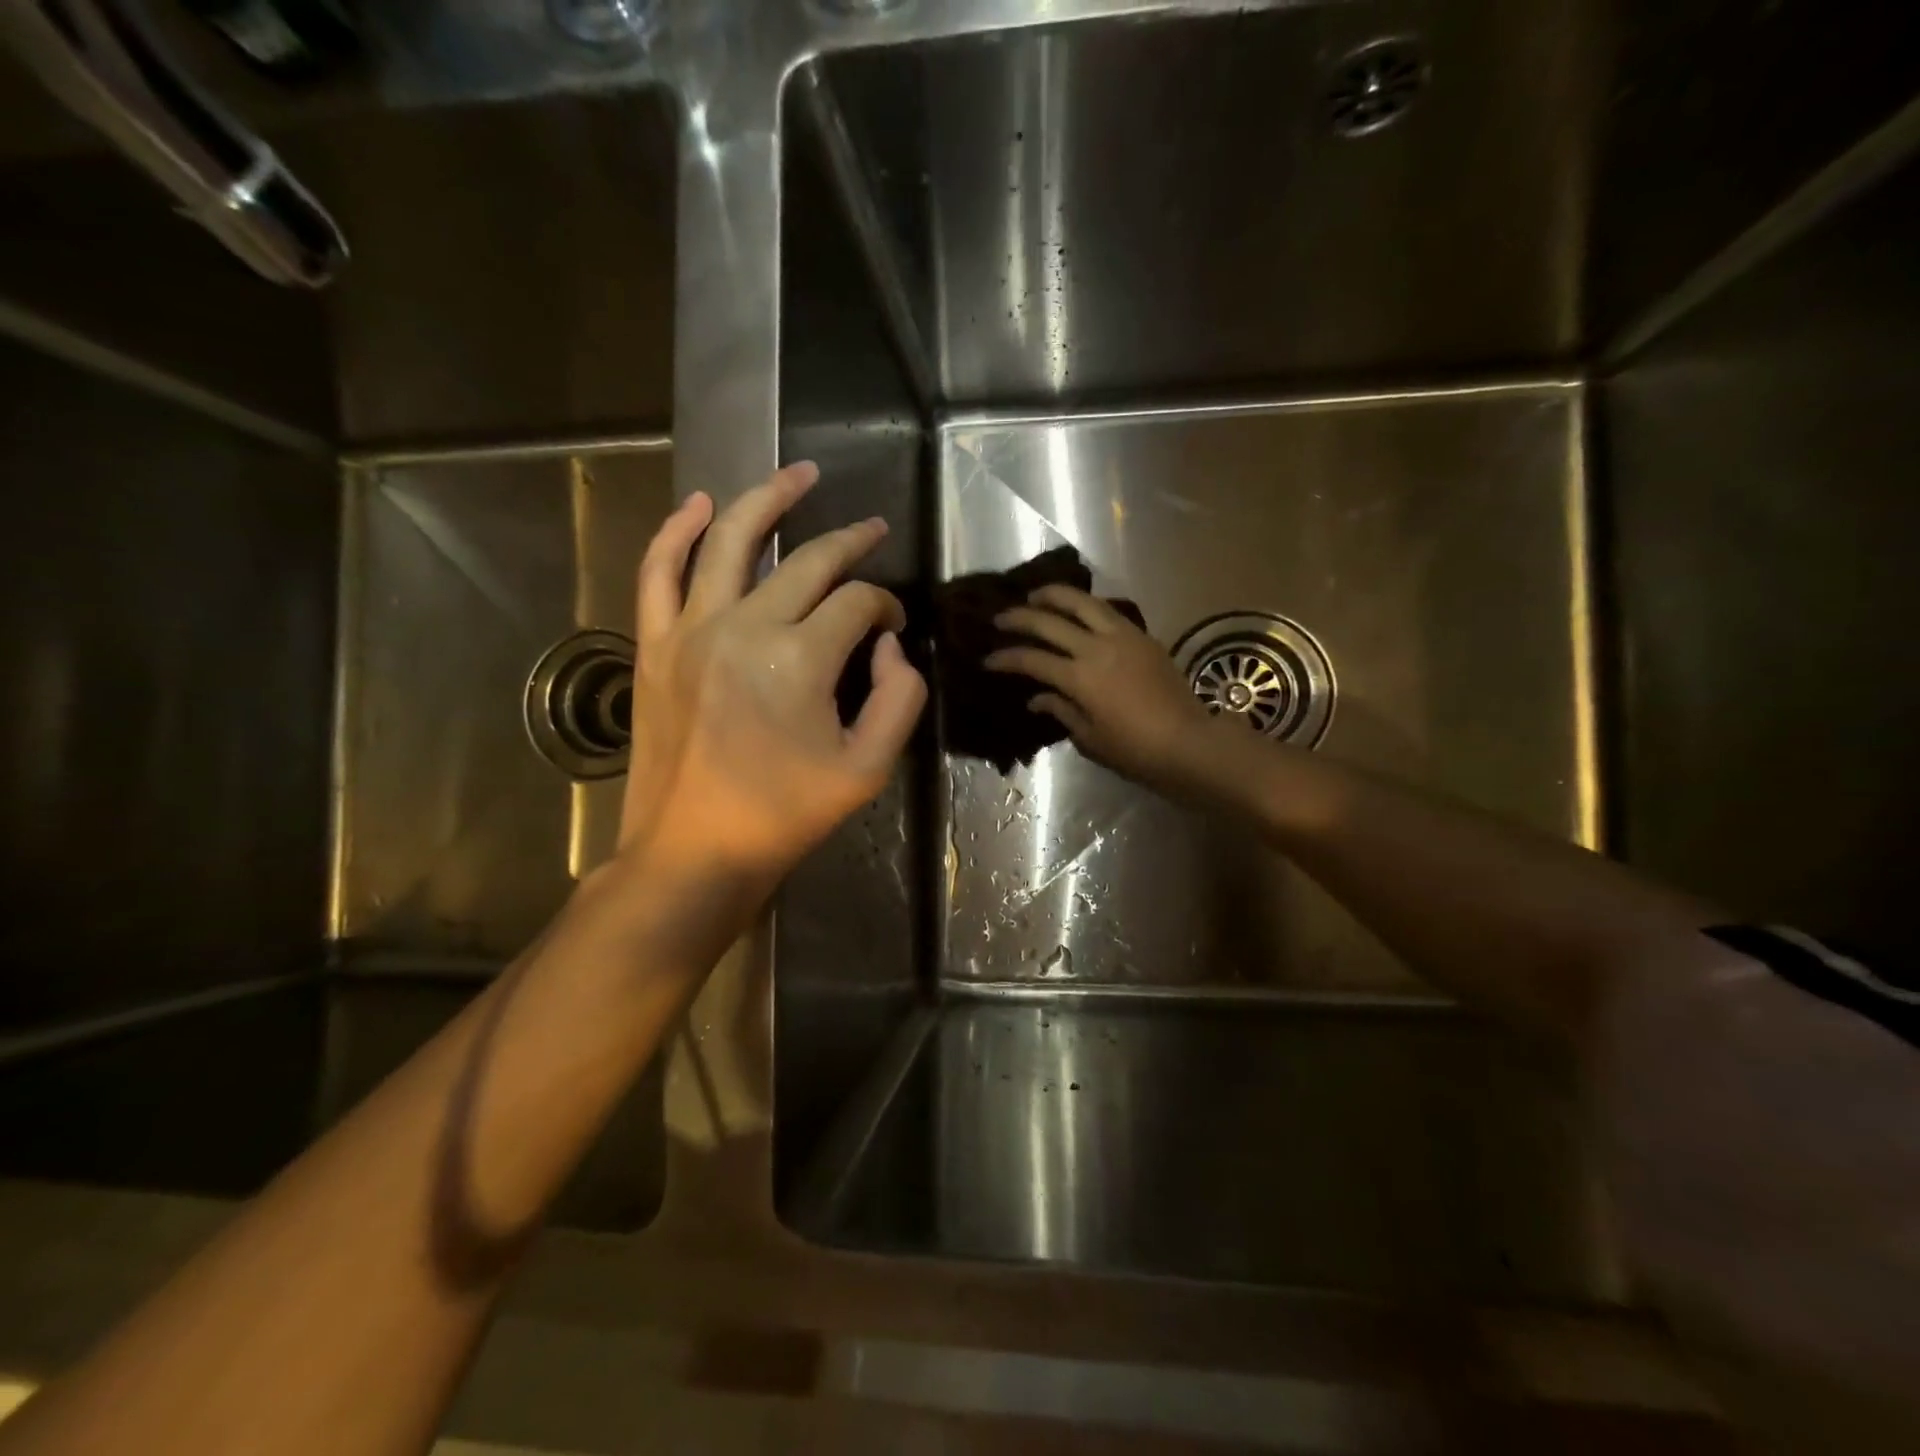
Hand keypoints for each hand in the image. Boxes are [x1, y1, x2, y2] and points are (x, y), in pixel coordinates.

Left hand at [616, 461, 926, 898]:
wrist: (693, 851)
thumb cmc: (785, 815)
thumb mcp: (868, 768)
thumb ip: (899, 697)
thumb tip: (888, 644)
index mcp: (800, 659)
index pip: (857, 605)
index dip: (885, 608)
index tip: (893, 628)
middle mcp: (743, 627)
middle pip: (806, 562)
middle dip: (849, 542)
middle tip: (872, 528)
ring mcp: (690, 631)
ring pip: (728, 540)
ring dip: (766, 499)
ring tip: (799, 474)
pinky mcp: (655, 645)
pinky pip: (657, 571)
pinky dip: (675, 530)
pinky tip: (699, 503)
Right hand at [986, 585, 1214, 791]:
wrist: (1188, 742)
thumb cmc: (1135, 750)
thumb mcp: (1090, 739)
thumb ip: (1061, 711)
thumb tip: (1037, 698)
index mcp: (1080, 678)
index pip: (1032, 660)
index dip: (1006, 658)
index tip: (988, 659)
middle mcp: (1097, 648)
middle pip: (1050, 621)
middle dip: (1020, 617)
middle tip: (1000, 618)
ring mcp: (1122, 637)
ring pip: (1082, 602)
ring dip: (1055, 595)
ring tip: (1036, 595)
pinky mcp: (1142, 636)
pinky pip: (1107, 611)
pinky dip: (1085, 605)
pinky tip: (1077, 609)